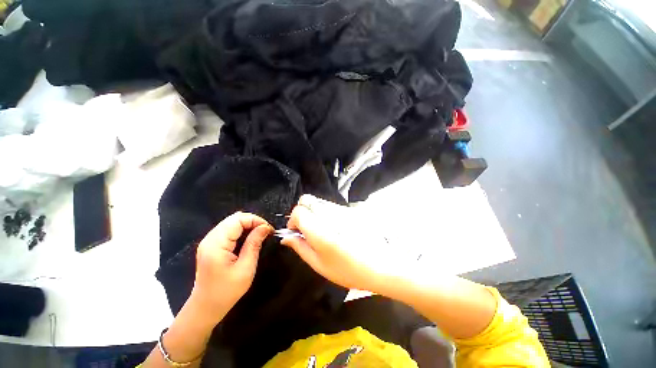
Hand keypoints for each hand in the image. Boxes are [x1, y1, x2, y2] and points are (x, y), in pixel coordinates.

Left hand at [191, 212, 272, 323]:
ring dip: (247, 225)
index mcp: (216, 244)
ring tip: (259, 234)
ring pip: (231, 222)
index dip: (255, 220)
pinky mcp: (211, 244)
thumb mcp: (246, 268)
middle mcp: (210, 238)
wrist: (206, 307)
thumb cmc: (227, 291)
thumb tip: (265, 227)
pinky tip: (248, 238)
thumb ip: (254, 244)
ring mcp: (208, 241)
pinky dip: (240, 230)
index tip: (268, 230)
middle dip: (252, 221)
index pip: (238, 220)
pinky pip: (228, 229)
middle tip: (265, 232)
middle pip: (234, 218)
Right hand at [281, 195, 406, 295]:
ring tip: (322, 232)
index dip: (293, 221)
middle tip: (307, 230)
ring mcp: (340, 209)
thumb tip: (286, 237)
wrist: (380, 264)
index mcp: (319, 227)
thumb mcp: (319, 264)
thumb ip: (300, 247)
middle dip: (301, 212)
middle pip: (306, 200)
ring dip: (314, 213)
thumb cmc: (347, 269)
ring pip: (318, 202)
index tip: (297, 233)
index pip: (298, 210)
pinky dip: (325, 214)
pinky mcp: (349, 210)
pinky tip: (334, 229)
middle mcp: (329, 213)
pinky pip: (330, 206)